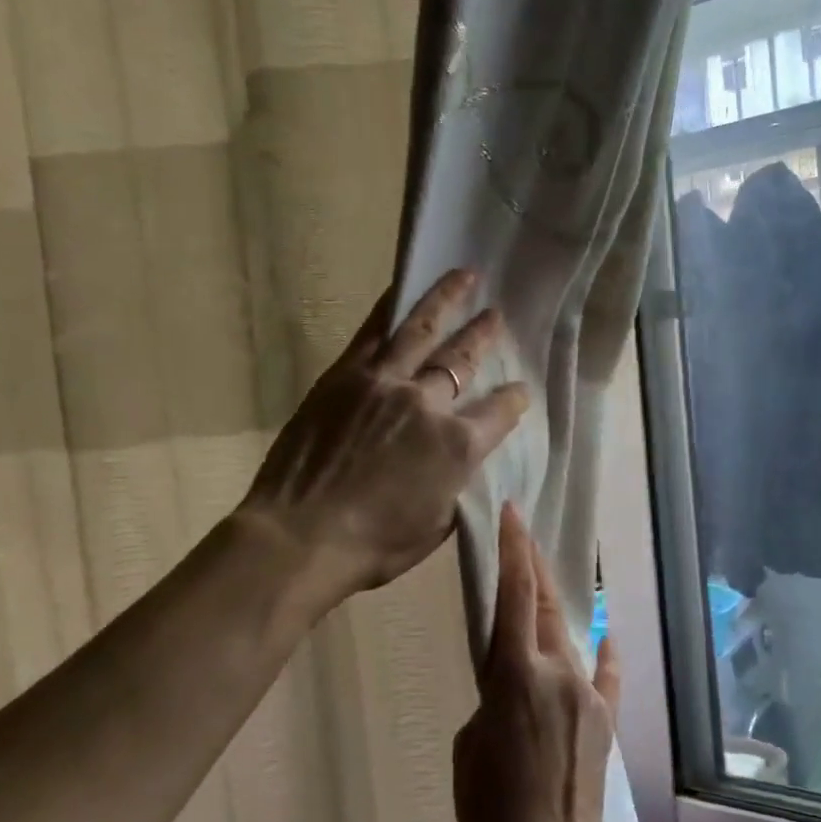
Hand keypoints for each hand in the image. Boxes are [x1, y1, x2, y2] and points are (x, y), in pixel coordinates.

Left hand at [240, 270, 529, 609]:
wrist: (300, 537)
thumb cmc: (374, 545)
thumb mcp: (438, 526)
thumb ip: (460, 485)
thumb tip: (467, 463)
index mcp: (458, 446)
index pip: (501, 411)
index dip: (515, 400)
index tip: (520, 392)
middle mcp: (428, 403)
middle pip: (464, 358)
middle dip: (485, 335)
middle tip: (497, 314)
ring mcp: (385, 382)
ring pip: (423, 329)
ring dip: (447, 299)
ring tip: (465, 275)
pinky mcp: (346, 376)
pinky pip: (374, 332)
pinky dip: (392, 308)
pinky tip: (403, 291)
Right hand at [454, 504, 619, 821]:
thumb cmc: (488, 814)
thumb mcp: (469, 746)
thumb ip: (492, 699)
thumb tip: (512, 685)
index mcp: (515, 675)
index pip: (515, 594)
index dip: (513, 549)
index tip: (512, 513)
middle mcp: (558, 671)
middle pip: (547, 602)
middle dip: (533, 563)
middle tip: (522, 532)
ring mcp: (587, 694)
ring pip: (570, 634)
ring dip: (556, 606)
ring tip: (544, 584)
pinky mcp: (605, 719)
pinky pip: (604, 673)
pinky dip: (600, 652)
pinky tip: (604, 636)